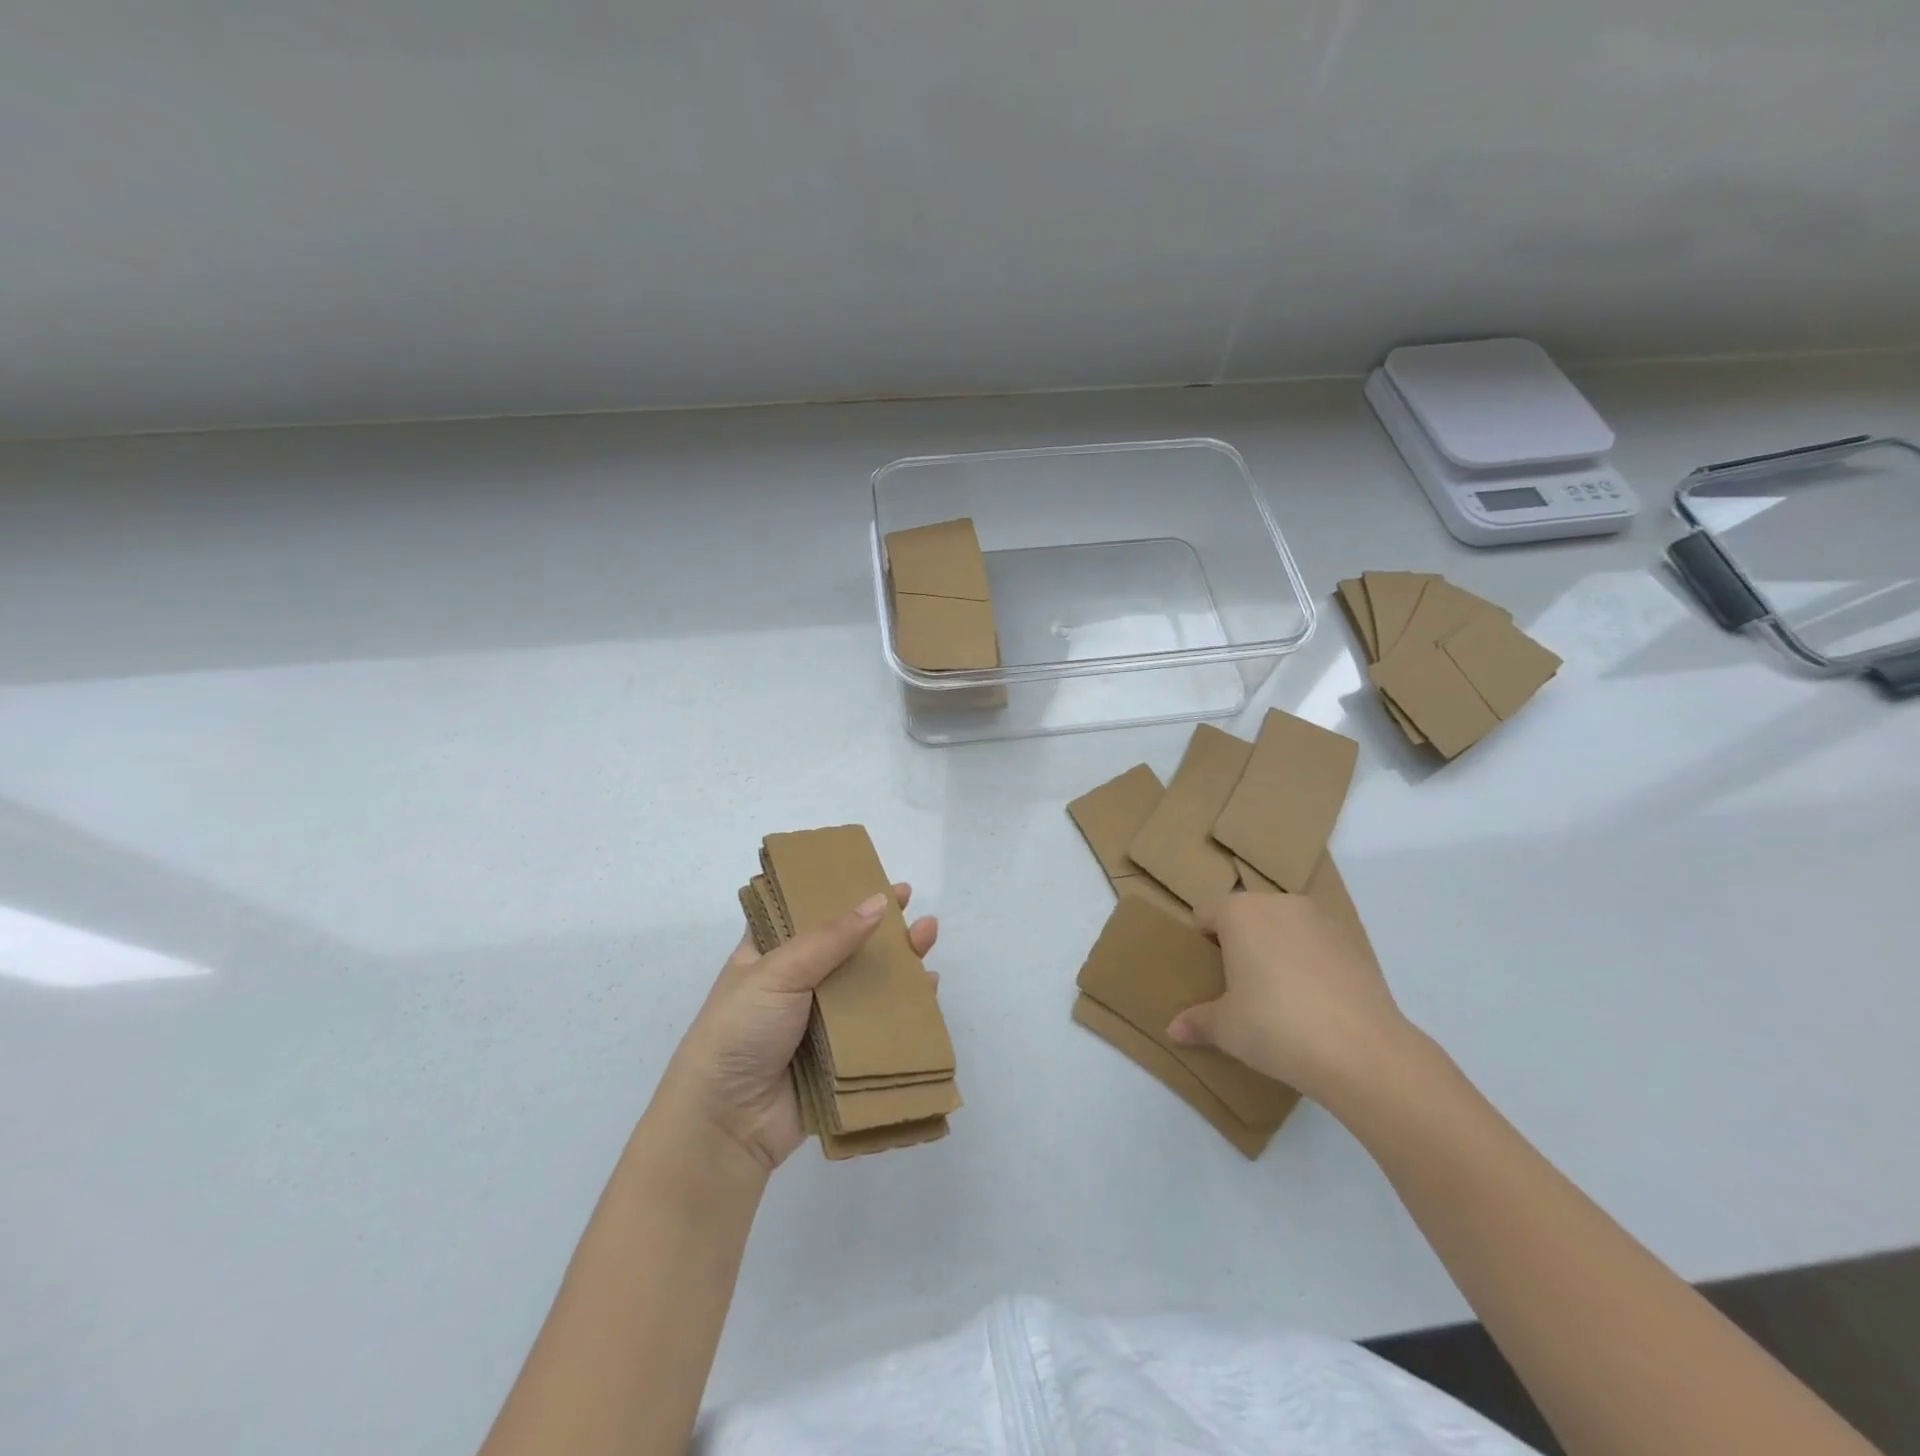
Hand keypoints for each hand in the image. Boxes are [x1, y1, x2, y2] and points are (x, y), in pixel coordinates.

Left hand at [659, 884, 937, 1170]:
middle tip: (911, 902)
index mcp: (767, 954)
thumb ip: (831, 938)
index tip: (870, 873)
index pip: (804, 911)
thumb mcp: (778, 971)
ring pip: (865, 983)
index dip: (836, 892)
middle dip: (877, 924)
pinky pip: (878, 1025)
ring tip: (929, 935)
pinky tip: (929, 989)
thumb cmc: (740, 1031)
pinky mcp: (840, 1056)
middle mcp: (794, 982)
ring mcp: (818, 1020)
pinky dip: (904, 1007)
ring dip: (897, 961)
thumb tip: (879, 902)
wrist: (726, 1123)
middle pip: (844, 945)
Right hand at [1166, 890, 1411, 1102]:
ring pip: (1285, 927)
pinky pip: (1318, 944)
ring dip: (1277, 949)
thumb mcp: (1226, 1029)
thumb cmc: (1276, 1027)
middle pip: (1247, 915)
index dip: (1202, 941)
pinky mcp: (1355, 942)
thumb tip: (1174, 1030)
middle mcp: (1279, 904)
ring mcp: (1321, 920)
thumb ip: (1198, 1022)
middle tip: (1240, 986)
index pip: (1206, 913)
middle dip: (1240, 942)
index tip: (1209, 974)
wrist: (1363, 1052)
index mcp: (1239, 913)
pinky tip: (1316, 1003)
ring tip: (1281, 996)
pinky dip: (1311, 963)